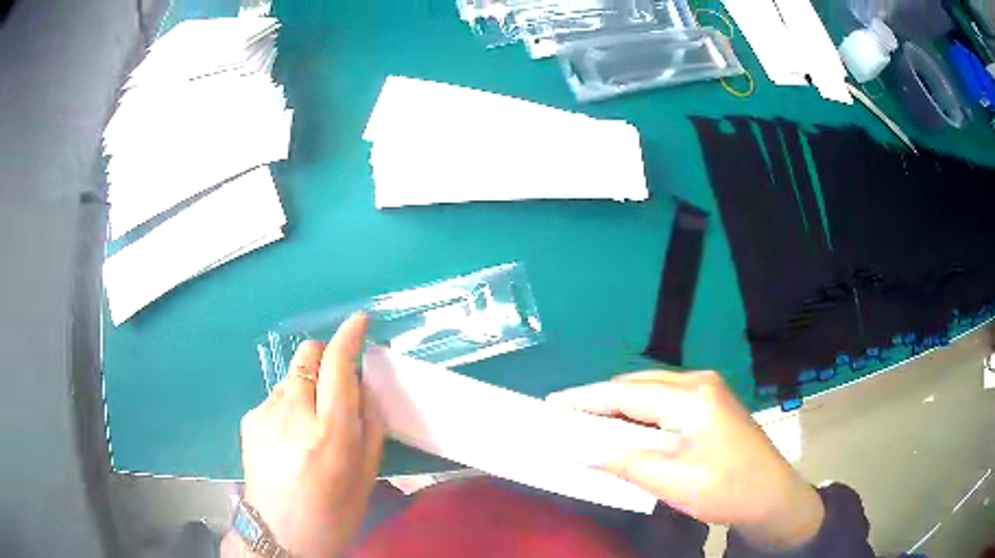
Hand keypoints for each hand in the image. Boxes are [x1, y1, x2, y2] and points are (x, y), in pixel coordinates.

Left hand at [226, 313, 383, 556]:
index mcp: (330, 432)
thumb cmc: (332, 512)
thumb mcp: (365, 475)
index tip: (359, 322)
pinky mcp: (249, 419)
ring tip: (310, 423)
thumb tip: (363, 388)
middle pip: (307, 356)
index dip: (350, 337)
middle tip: (335, 381)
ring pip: (291, 377)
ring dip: (306, 386)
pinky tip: (289, 437)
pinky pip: (275, 397)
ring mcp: (266, 414)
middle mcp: (294, 413)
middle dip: (325, 356)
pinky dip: (289, 404)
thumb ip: (369, 426)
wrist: (279, 534)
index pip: (338, 365)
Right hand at [548, 370, 823, 549]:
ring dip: (618, 407)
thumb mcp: (671, 481)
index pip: (625, 393)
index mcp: (692, 397)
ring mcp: (708, 390)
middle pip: (636, 386)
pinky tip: (626, 428)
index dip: (585, 399)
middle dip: (599, 401)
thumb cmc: (725, 490)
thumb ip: (623, 461)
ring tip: (588, 424)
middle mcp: (699, 382)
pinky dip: (638, 413)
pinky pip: (663, 400)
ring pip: (649, 391)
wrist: (771, 496)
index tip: (551, 406)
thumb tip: (577, 449)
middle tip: (564, 420)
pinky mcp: (710, 403)